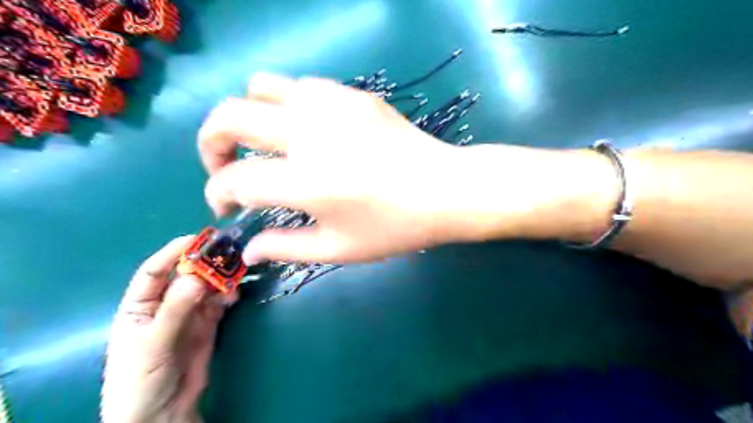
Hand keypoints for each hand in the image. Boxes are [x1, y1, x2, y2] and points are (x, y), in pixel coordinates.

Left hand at [103, 235, 226, 422]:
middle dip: (204, 263)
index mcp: (139, 306)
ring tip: (235, 273)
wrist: (163, 413)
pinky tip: (234, 294)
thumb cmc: (141, 380)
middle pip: (185, 275)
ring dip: (220, 279)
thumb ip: (175, 310)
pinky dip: (228, 295)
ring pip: (206, 287)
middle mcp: (165, 305)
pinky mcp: (208, 324)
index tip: (197, 239)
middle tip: (227, 252)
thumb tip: (198, 278)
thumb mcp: (152, 344)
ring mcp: (189, 314)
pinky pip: (219, 302)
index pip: (154, 272)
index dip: (172, 252)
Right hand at [197, 73, 471, 263]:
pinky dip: (285, 105)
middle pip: (228, 117)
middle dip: (211, 143)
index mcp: (305, 181)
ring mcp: (332, 105)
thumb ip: (285, 248)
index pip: (234, 180)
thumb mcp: (339, 249)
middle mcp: (309, 133)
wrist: (446, 190)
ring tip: (263, 144)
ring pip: (260, 87)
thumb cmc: (395, 227)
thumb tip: (247, 251)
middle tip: (224, 166)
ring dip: (248, 116)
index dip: (218, 195)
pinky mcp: (353, 94)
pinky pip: (301, 87)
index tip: (227, 207)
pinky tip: (303, 130)